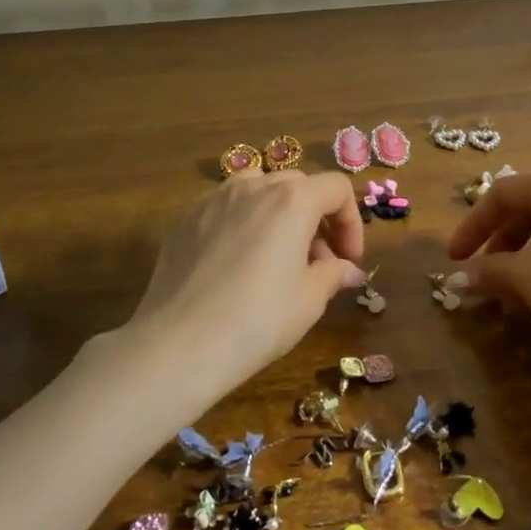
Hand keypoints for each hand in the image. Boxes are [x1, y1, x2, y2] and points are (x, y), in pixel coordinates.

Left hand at [123, 170, 366, 408]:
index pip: (337, 189)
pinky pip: (226, 205)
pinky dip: (243, 221)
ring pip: (260, 188)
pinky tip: (237, 261)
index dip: (351, 222)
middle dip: (317, 218)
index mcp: (293, 200)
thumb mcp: (309, 300)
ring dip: (279, 213)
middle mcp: (254, 186)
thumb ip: (334, 274)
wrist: (179, 344)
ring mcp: (215, 198)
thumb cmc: (257, 320)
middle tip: (317, 262)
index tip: (348, 260)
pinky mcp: (186, 217)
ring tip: (276, 254)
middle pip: (299, 185)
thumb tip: (348, 269)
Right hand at [446, 166, 530, 368]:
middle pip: (528, 210)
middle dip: (500, 247)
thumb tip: (456, 280)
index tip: (454, 258)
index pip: (500, 195)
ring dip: (525, 260)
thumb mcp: (524, 278)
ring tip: (513, 299)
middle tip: (485, 279)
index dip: (471, 227)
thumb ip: (486, 271)